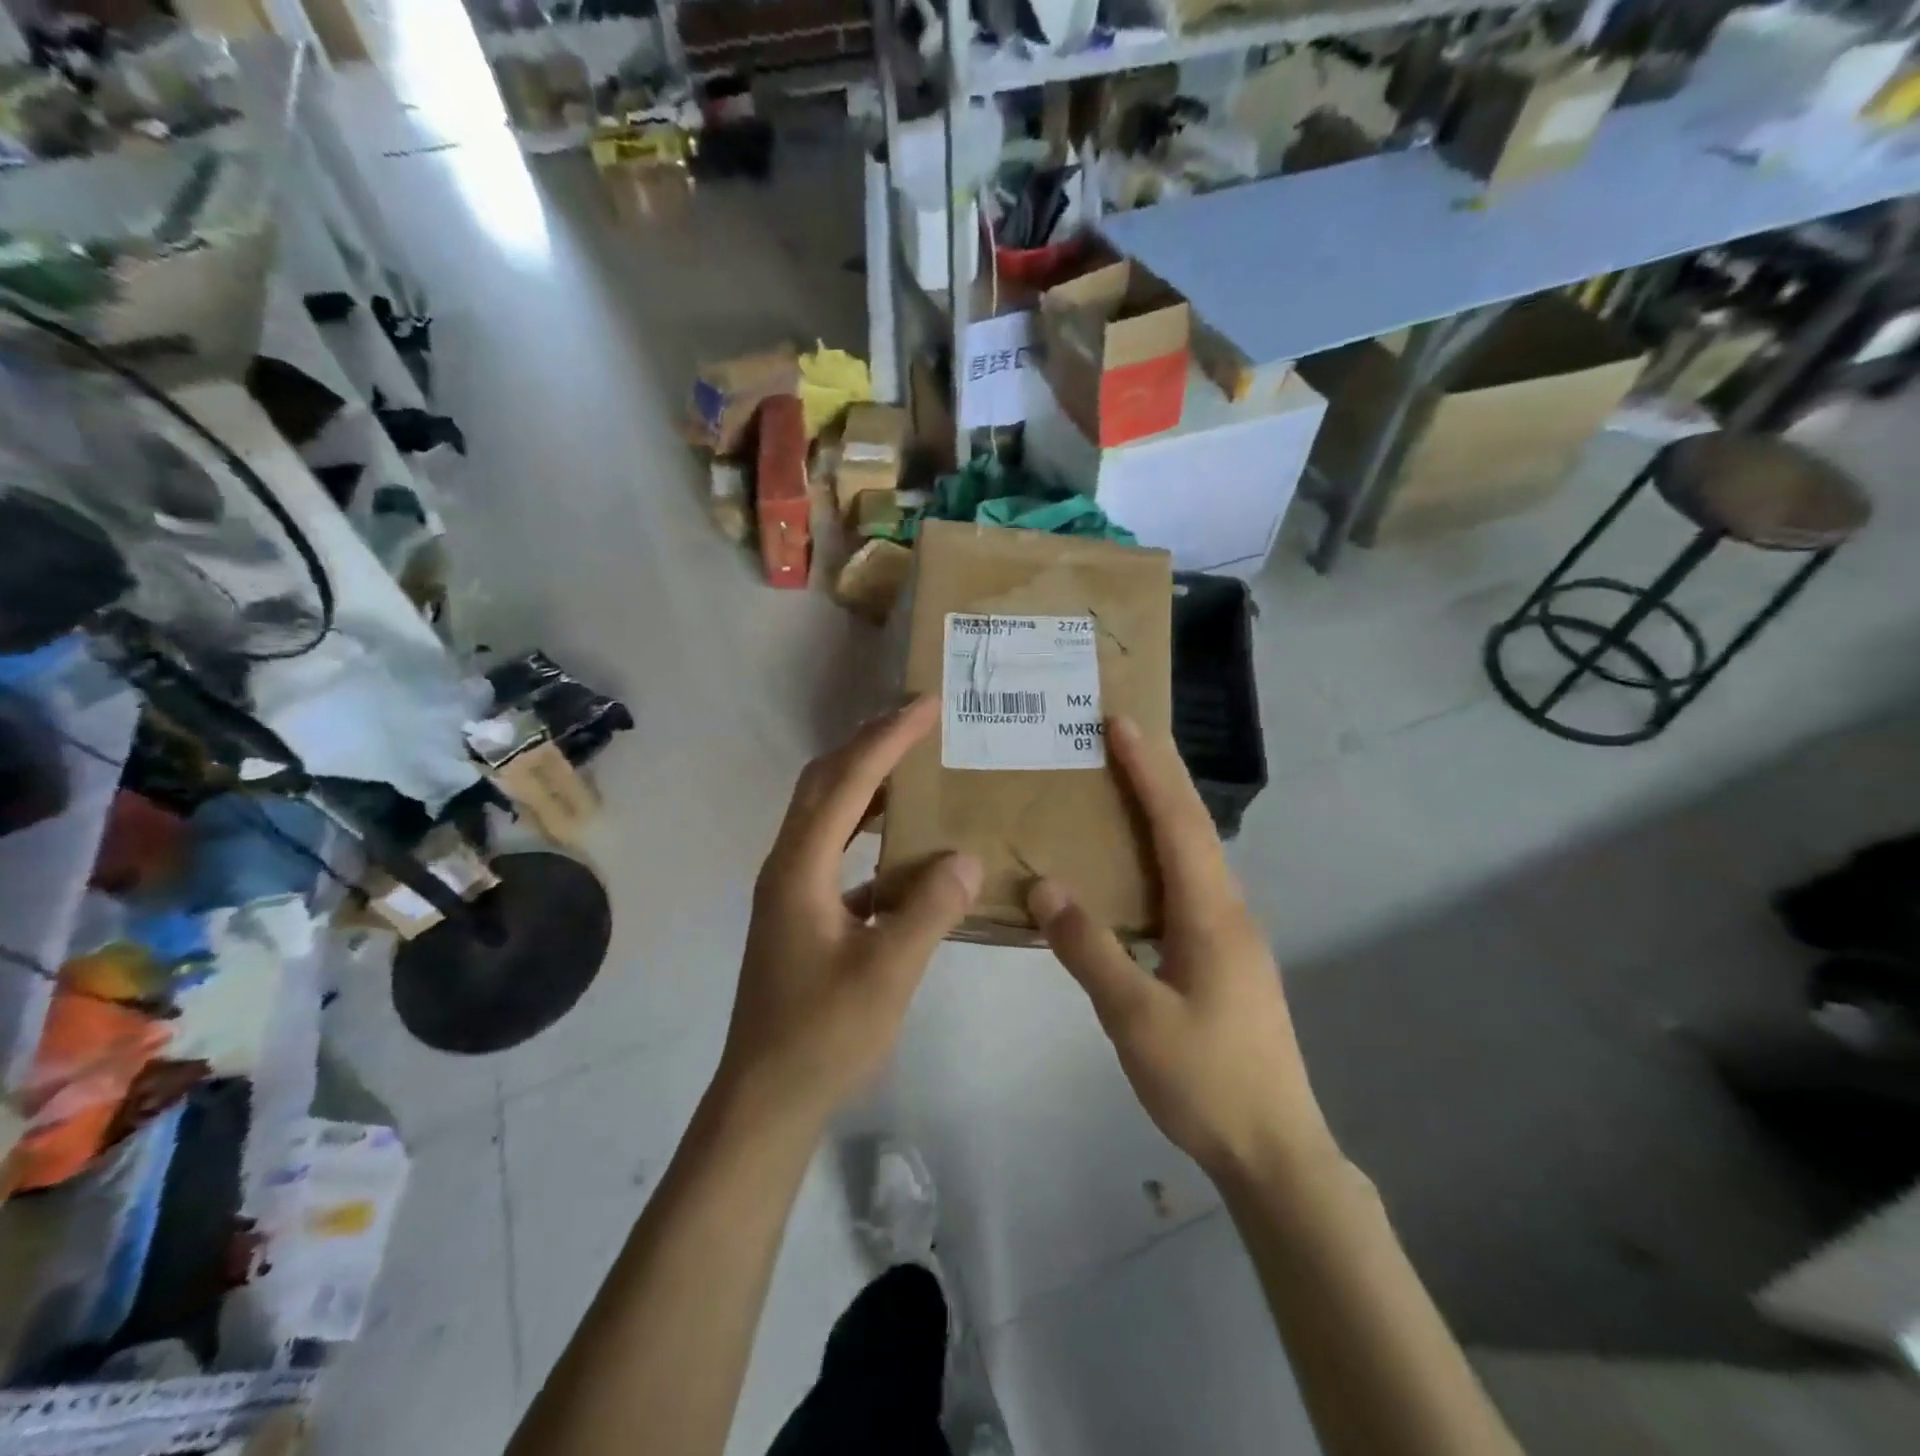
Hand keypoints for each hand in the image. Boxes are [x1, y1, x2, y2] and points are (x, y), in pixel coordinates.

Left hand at [715, 697, 982, 1131]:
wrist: (765, 1098)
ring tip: (915, 768)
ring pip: (827, 814)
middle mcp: (787, 864)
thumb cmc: (822, 1034)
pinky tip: (906, 850)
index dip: (888, 738)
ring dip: (866, 783)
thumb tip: (966, 856)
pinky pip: (835, 851)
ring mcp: (790, 888)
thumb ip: (930, 910)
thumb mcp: (887, 972)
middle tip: (920, 723)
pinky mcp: (800, 912)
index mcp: (801, 867)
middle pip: (825, 782)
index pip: (848, 782)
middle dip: (871, 745)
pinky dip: (868, 832)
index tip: (928, 706)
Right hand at [1028, 717, 1334, 1183]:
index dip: (1148, 770)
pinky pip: (1191, 884)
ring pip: (1196, 855)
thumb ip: (1088, 949)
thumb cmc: (1206, 1081)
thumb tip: (1044, 887)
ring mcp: (1233, 935)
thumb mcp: (1135, 1018)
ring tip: (1122, 787)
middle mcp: (1229, 910)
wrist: (1275, 1149)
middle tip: (1121, 736)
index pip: (1177, 822)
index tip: (1121, 725)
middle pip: (1194, 826)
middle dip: (1159, 775)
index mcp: (1211, 914)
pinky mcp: (1227, 957)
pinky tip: (1137, 868)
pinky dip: (1164, 852)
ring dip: (1163, 811)